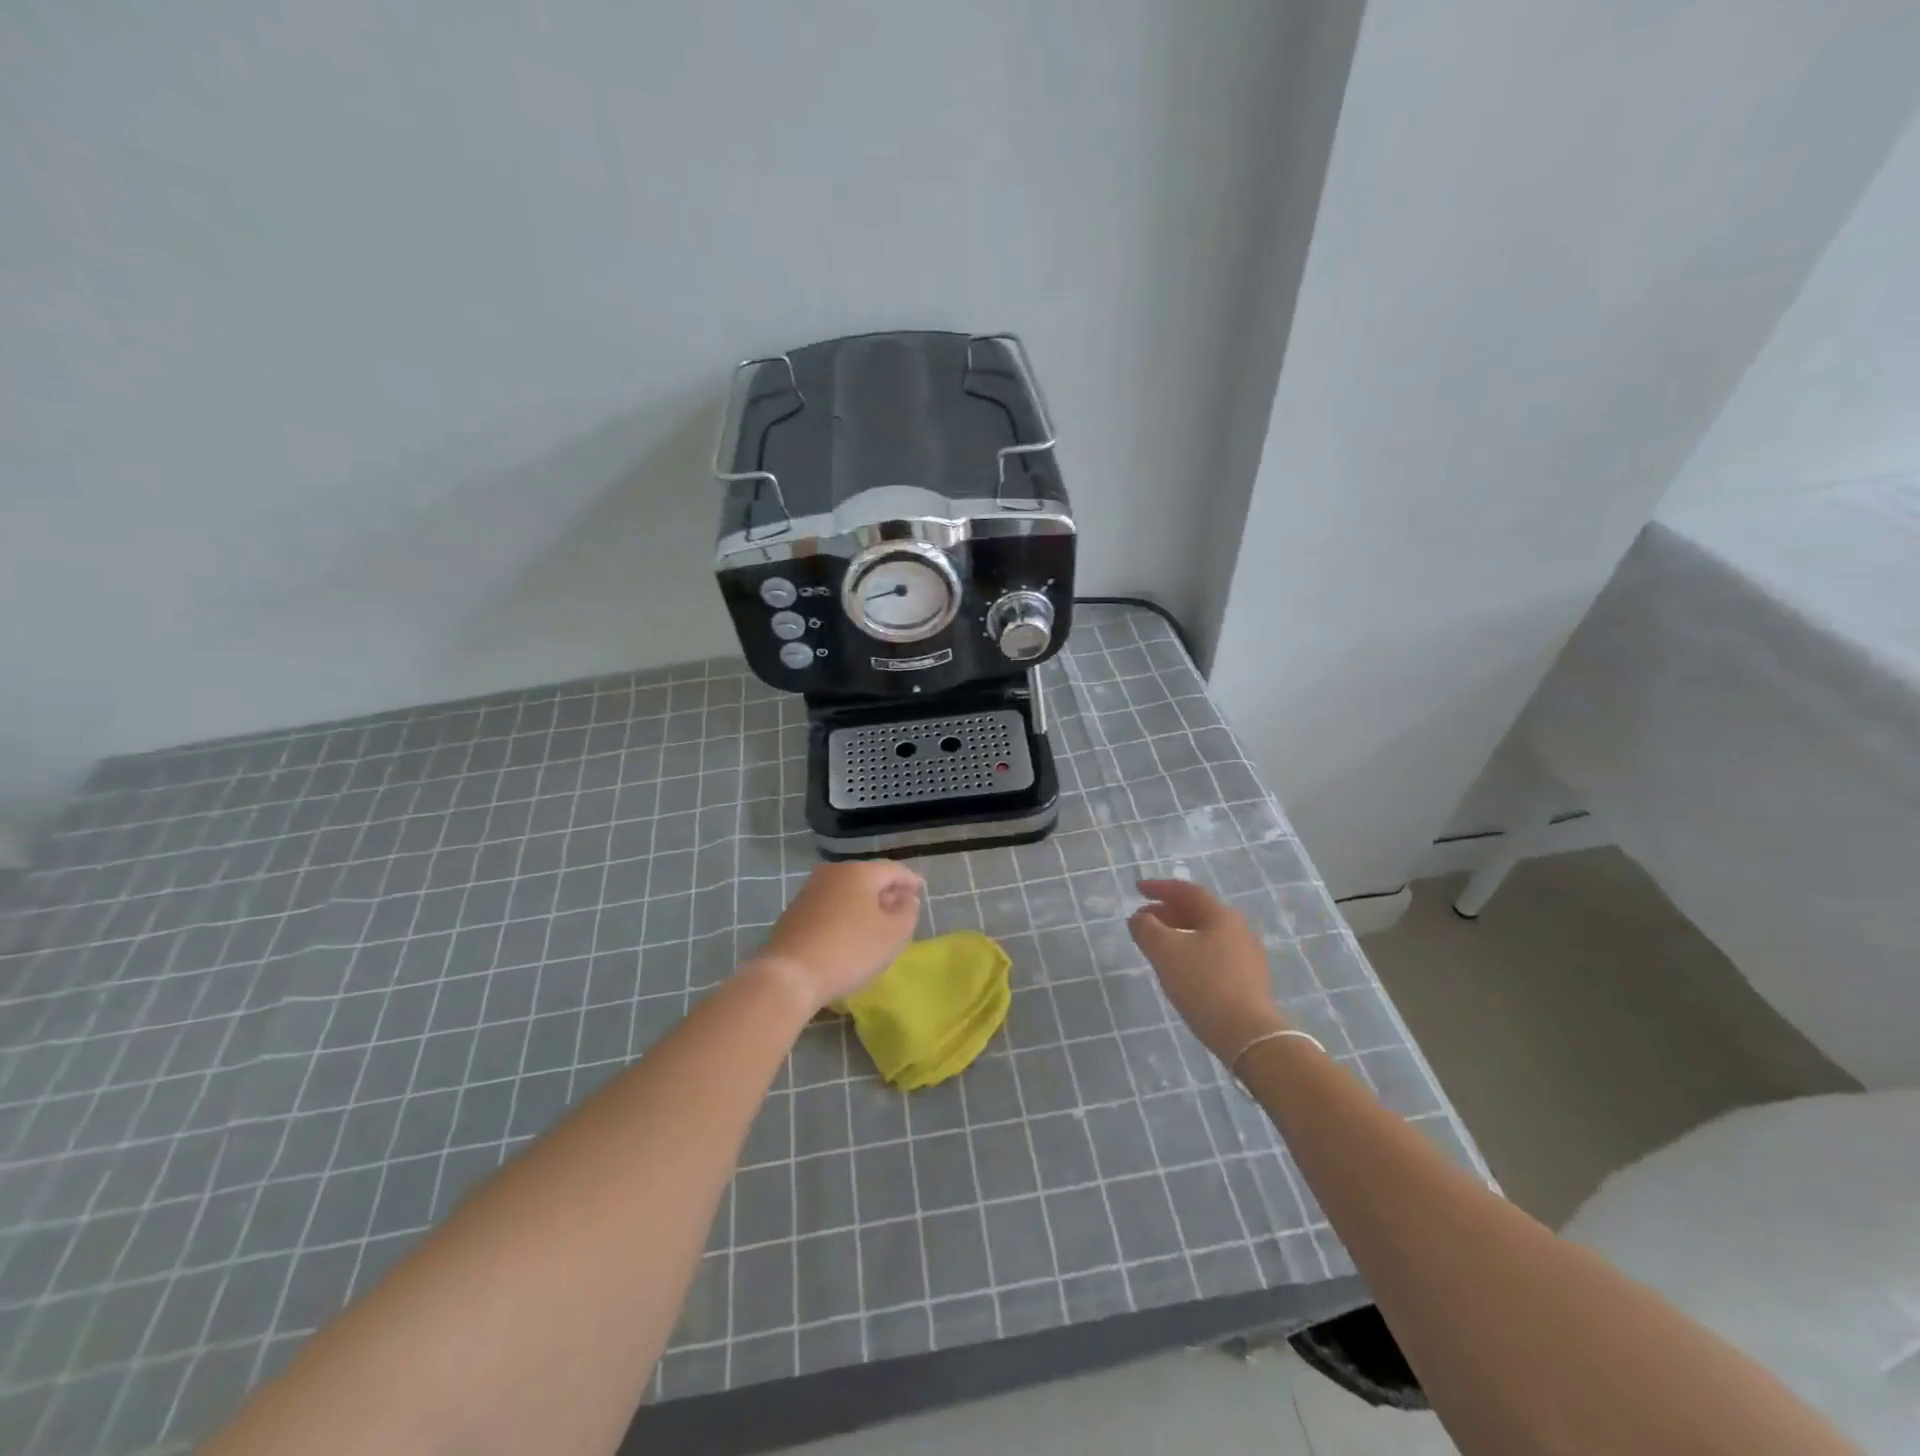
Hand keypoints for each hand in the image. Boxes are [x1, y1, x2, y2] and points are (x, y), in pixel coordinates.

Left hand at [754, 860, 923, 1012]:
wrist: (789, 975)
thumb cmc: (850, 950)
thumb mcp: (893, 935)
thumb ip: (908, 912)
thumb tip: (906, 898)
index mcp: (859, 872)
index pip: (893, 869)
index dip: (910, 880)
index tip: (921, 890)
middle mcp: (833, 873)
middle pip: (867, 877)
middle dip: (886, 891)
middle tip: (900, 908)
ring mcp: (809, 891)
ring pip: (847, 891)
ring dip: (864, 904)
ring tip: (876, 923)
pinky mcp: (794, 912)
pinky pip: (830, 906)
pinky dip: (844, 914)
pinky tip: (848, 933)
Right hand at [1129, 878, 1287, 1061]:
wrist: (1248, 1035)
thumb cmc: (1204, 985)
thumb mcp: (1165, 952)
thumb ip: (1146, 928)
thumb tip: (1140, 918)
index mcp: (1221, 916)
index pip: (1187, 891)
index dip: (1159, 888)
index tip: (1137, 889)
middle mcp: (1239, 930)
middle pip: (1198, 912)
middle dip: (1168, 912)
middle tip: (1144, 919)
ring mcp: (1248, 956)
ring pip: (1207, 934)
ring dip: (1179, 933)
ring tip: (1158, 946)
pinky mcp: (1250, 981)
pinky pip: (1215, 955)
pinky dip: (1192, 952)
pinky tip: (1182, 969)